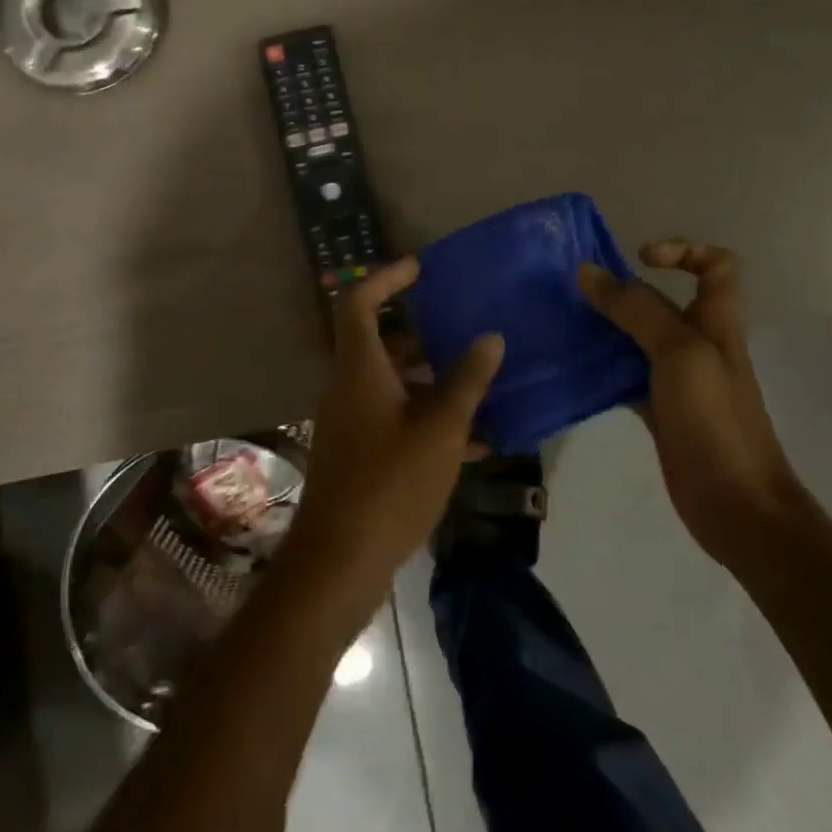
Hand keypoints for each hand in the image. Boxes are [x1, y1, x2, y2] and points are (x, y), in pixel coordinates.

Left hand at [285, 257, 504, 601]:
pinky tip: (474, 442)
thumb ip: (467, 381)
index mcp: (359, 368)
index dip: (386, 278)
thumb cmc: (390, 483)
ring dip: (431, 381)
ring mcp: (350, 422)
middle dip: (422, 335)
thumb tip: (491, 337)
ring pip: (391, 383)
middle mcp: (348, 386)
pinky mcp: (358, 453)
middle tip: (461, 330)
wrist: (340, 562)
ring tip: (479, 386)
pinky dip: (427, 419)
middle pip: (379, 342)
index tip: (420, 269)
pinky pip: (394, 419)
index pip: (359, 302)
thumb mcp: (441, 429)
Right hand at [578, 242, 804, 565]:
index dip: (684, 250)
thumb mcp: (678, 352)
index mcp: (716, 321)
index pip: (716, 266)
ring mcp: (678, 378)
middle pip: (663, 300)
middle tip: (577, 290)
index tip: (639, 258)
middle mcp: (698, 343)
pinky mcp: (658, 409)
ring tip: (564, 321)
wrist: (736, 506)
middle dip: (623, 289)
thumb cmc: (715, 420)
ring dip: (605, 326)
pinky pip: (625, 374)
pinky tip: (572, 365)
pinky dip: (601, 366)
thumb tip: (587, 271)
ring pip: (638, 337)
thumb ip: (635, 309)